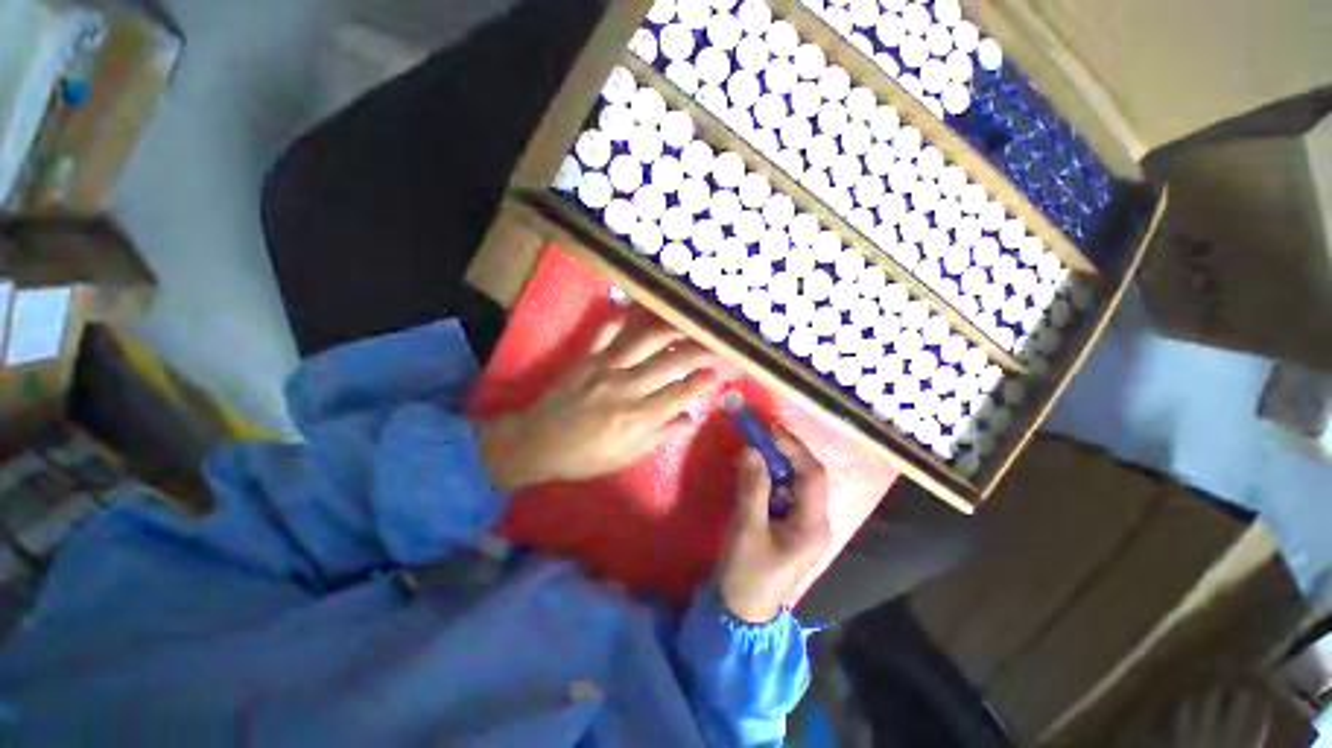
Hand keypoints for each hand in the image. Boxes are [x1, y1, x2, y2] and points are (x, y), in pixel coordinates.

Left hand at [477, 310, 717, 490]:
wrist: (538, 442)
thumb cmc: (587, 455)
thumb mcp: (628, 456)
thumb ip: (661, 435)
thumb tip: (690, 419)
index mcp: (639, 418)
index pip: (681, 393)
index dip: (704, 381)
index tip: (720, 372)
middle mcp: (627, 387)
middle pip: (671, 362)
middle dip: (699, 351)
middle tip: (716, 343)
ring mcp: (606, 367)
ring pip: (646, 340)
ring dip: (672, 330)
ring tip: (690, 323)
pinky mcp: (588, 356)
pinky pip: (608, 330)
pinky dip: (623, 317)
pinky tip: (638, 309)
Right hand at [717, 431, 831, 623]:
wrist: (740, 613)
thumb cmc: (747, 574)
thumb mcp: (747, 529)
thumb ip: (752, 487)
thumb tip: (752, 450)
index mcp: (813, 524)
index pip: (812, 475)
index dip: (793, 448)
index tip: (768, 429)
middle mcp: (814, 521)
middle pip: (806, 476)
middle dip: (783, 452)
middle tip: (758, 434)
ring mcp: (802, 524)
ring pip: (793, 482)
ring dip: (774, 463)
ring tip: (752, 448)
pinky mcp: (787, 526)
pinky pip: (782, 492)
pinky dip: (767, 477)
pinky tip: (751, 472)